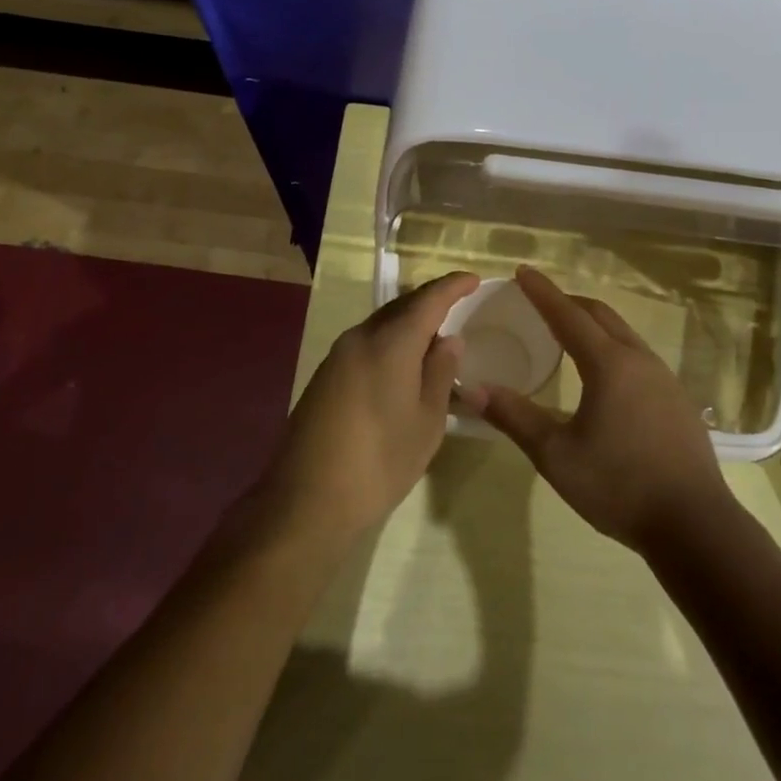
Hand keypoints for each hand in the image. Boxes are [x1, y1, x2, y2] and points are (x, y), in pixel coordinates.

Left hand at [264, 271, 480, 543]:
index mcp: (390, 343)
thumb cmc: (380, 462)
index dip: (452, 286)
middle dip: (430, 301)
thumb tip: (448, 340)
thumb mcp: (426, 421)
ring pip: (381, 325)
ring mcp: (337, 357)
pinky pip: (366, 344)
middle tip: (458, 304)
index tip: (474, 280)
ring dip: (409, 323)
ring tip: (435, 335)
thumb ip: (440, 373)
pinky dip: (390, 342)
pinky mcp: (325, 377)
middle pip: (401, 307)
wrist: (306, 500)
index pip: (428, 300)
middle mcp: (360, 338)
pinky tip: (403, 364)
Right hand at [466, 267, 735, 553]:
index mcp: (608, 364)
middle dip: (569, 303)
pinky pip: (638, 356)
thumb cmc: (618, 486)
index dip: (542, 292)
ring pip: (623, 334)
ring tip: (569, 334)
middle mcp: (639, 360)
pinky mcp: (677, 400)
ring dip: (594, 324)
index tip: (522, 272)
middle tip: (540, 302)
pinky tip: (605, 376)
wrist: (694, 524)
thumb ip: (515, 418)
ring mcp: (664, 379)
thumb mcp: (556, 455)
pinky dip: (613, 347)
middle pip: (600, 316)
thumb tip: (472, 389)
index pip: (568, 315)